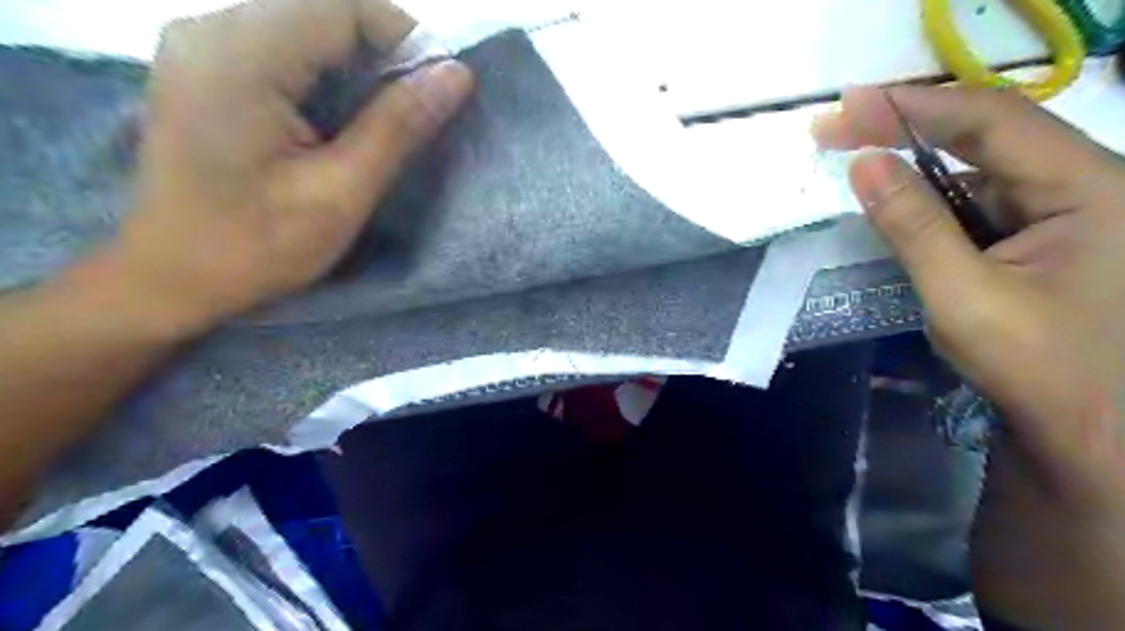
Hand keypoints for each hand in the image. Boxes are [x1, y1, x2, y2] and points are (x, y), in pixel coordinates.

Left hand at [115, 1, 472, 334]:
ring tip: (377, 122)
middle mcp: (211, 30)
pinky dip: (324, 74)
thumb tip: (456, 75)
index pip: (341, 6)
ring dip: (355, 65)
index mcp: (241, 57)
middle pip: (321, 9)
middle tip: (411, 113)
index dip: (403, 38)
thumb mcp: (342, 192)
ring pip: (304, 24)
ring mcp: (201, 45)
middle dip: (381, 53)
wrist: (172, 276)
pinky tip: (334, 120)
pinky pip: (281, 45)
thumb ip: (398, 126)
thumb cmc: (259, 245)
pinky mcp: (204, 67)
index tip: (436, 89)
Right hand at [819, 87, 1124, 627]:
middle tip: (837, 125)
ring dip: (913, 159)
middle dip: (906, 124)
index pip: (990, 120)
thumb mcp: (962, 295)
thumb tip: (863, 166)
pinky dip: (928, 194)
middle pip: (985, 132)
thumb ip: (913, 225)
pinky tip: (892, 197)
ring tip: (852, 151)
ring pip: (977, 165)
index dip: (914, 105)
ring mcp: (1062, 209)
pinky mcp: (1038, 234)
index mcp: (1089, 187)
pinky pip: (976, 199)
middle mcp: (1082, 183)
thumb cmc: (1037, 368)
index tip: (847, 105)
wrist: (1091, 434)